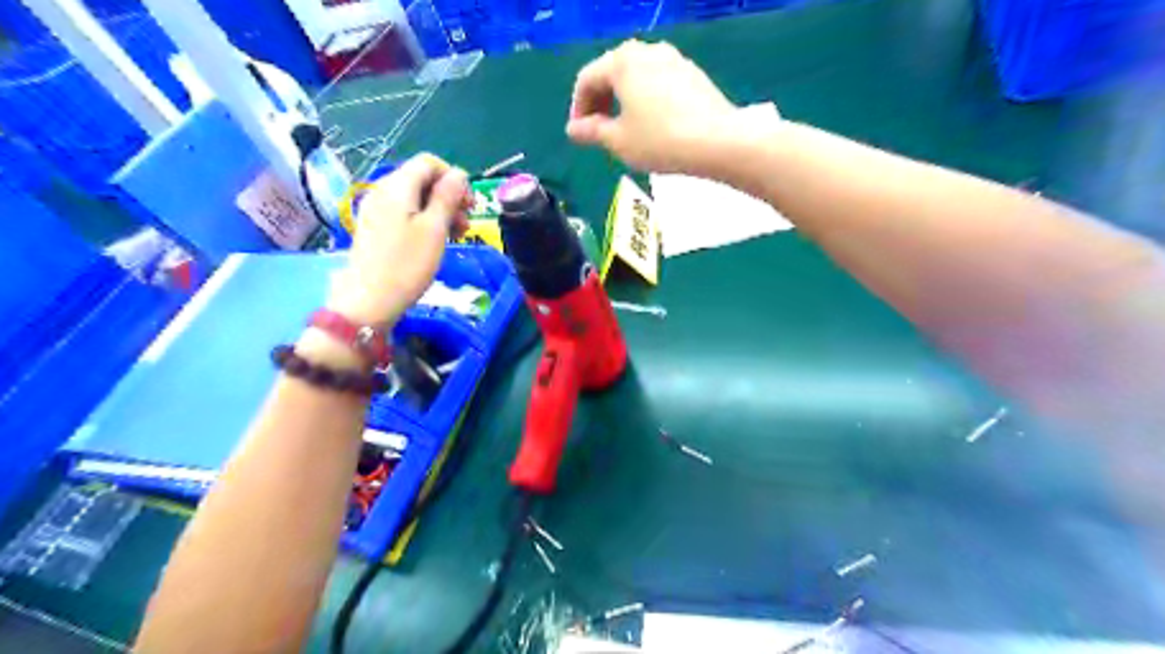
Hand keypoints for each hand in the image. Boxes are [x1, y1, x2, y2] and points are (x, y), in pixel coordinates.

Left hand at [323, 152, 467, 326]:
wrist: (369, 302)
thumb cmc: (407, 265)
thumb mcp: (434, 229)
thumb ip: (447, 197)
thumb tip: (459, 173)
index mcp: (397, 186)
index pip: (429, 163)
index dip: (454, 177)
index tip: (470, 205)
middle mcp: (383, 191)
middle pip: (422, 180)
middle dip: (449, 196)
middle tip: (466, 224)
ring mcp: (376, 210)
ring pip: (415, 198)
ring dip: (440, 211)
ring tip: (457, 236)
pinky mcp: (375, 229)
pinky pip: (404, 214)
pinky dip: (424, 221)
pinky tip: (435, 242)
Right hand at [565, 39, 734, 173]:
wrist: (717, 141)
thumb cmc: (659, 141)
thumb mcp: (618, 141)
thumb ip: (591, 132)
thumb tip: (573, 129)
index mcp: (622, 62)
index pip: (587, 79)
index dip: (578, 107)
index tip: (579, 133)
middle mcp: (646, 51)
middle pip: (612, 72)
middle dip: (600, 102)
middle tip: (598, 131)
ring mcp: (673, 59)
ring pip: (636, 76)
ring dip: (622, 100)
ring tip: (624, 129)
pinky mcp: (692, 73)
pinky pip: (657, 81)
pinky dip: (645, 99)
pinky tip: (651, 123)